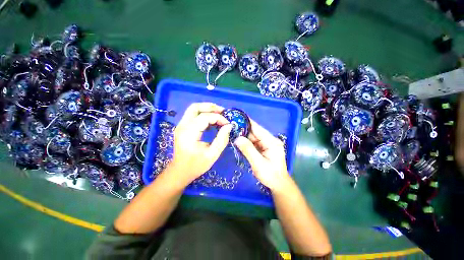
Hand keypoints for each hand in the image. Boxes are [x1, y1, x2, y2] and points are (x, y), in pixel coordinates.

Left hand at [170, 103, 232, 184]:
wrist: (180, 171)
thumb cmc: (196, 165)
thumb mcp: (212, 154)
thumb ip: (222, 139)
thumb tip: (229, 126)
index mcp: (189, 133)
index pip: (205, 117)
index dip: (218, 118)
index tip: (228, 124)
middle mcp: (183, 126)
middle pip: (195, 107)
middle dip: (211, 107)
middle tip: (223, 112)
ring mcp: (181, 125)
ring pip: (194, 109)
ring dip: (207, 109)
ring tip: (220, 115)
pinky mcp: (183, 127)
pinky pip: (193, 115)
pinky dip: (204, 115)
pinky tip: (212, 121)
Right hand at [234, 120, 290, 191]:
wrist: (278, 184)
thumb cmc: (271, 175)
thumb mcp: (259, 164)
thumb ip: (248, 150)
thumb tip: (237, 138)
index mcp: (271, 142)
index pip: (258, 129)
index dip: (247, 122)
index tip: (237, 117)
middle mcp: (269, 140)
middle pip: (254, 132)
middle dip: (242, 129)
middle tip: (230, 127)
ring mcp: (266, 144)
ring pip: (252, 137)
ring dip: (243, 135)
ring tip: (231, 132)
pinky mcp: (263, 148)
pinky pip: (252, 142)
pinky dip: (245, 141)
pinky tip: (237, 140)